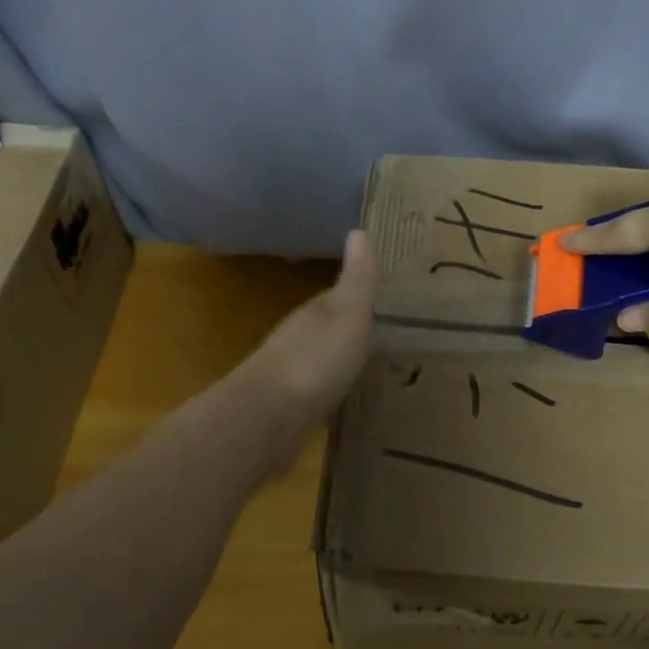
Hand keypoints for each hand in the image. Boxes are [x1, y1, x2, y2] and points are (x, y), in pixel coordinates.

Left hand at [236, 229, 378, 421]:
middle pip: (326, 329)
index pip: (337, 298)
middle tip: (380, 336)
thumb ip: (357, 281)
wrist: (267, 418)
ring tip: (366, 369)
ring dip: (337, 361)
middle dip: (348, 330)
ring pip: (319, 361)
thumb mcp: (347, 316)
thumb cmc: (314, 361)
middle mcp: (298, 340)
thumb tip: (358, 230)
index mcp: (314, 314)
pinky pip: (314, 393)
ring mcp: (289, 375)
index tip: (381, 300)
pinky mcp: (287, 409)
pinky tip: (340, 401)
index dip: (358, 297)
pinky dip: (327, 392)